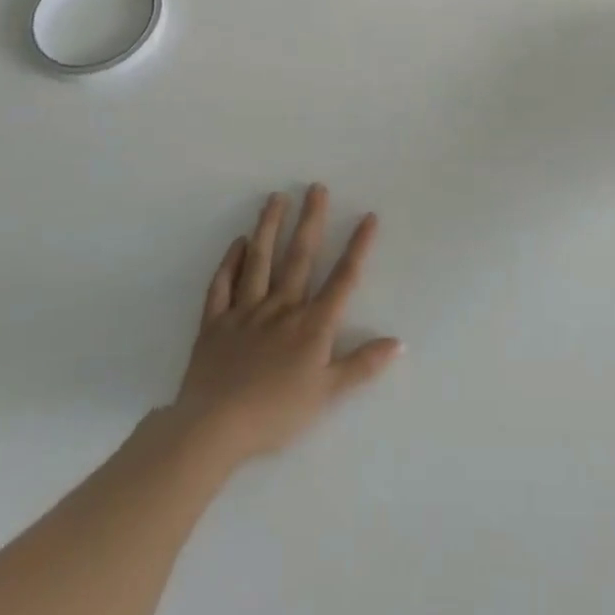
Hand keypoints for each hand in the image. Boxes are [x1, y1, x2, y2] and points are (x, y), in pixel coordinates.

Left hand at [172, 185, 400, 465]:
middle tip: (316, 187)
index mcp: (311, 324)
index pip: (342, 279)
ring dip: (269, 227)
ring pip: (259, 260)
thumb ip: (362, 365)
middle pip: (299, 257)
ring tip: (276, 198)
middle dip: (311, 220)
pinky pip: (222, 285)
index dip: (358, 247)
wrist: (215, 427)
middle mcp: (281, 307)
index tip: (368, 217)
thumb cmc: (276, 413)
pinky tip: (237, 243)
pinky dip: (230, 262)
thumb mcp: (327, 394)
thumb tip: (399, 342)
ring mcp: (245, 311)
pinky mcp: (215, 322)